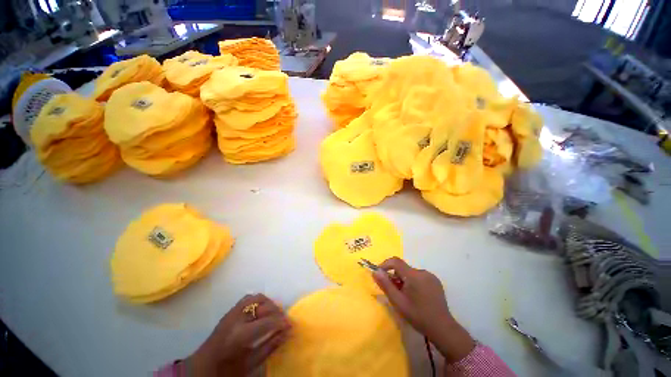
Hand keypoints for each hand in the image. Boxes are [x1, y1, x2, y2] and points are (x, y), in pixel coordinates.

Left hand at [187, 294, 291, 376]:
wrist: (202, 367)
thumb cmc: (227, 370)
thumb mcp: (250, 363)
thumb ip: (270, 346)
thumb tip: (287, 332)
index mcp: (240, 335)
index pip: (268, 321)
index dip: (282, 321)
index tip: (291, 324)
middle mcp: (236, 319)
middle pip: (264, 305)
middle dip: (277, 311)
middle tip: (284, 320)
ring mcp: (232, 312)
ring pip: (257, 297)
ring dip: (269, 304)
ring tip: (274, 314)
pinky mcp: (230, 310)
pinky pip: (249, 298)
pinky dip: (260, 301)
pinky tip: (262, 311)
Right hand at [373, 257, 474, 362]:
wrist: (442, 328)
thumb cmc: (418, 315)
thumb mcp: (398, 301)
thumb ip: (385, 285)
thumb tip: (375, 271)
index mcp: (414, 275)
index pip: (396, 261)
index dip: (385, 264)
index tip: (379, 273)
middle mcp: (422, 272)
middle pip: (403, 268)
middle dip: (395, 277)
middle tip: (394, 291)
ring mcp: (430, 276)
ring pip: (411, 273)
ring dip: (404, 280)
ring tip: (406, 296)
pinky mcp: (435, 282)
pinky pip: (419, 277)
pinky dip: (413, 282)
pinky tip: (416, 296)